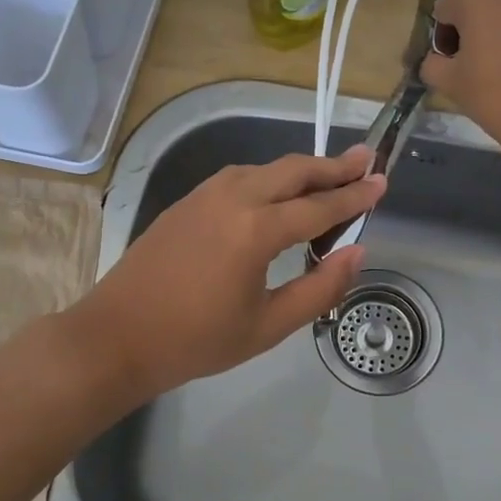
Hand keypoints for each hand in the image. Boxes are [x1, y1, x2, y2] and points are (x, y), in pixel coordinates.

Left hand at [72, 146, 384, 402]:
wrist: (117, 336)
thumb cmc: (196, 340)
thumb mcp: (267, 326)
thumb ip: (319, 288)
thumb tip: (356, 253)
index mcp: (256, 230)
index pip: (320, 207)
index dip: (355, 196)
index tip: (383, 182)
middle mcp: (233, 198)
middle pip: (294, 170)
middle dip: (333, 166)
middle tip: (366, 160)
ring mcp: (205, 194)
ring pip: (265, 168)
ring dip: (301, 169)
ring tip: (329, 175)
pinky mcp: (187, 201)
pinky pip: (240, 177)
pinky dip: (269, 178)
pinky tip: (277, 193)